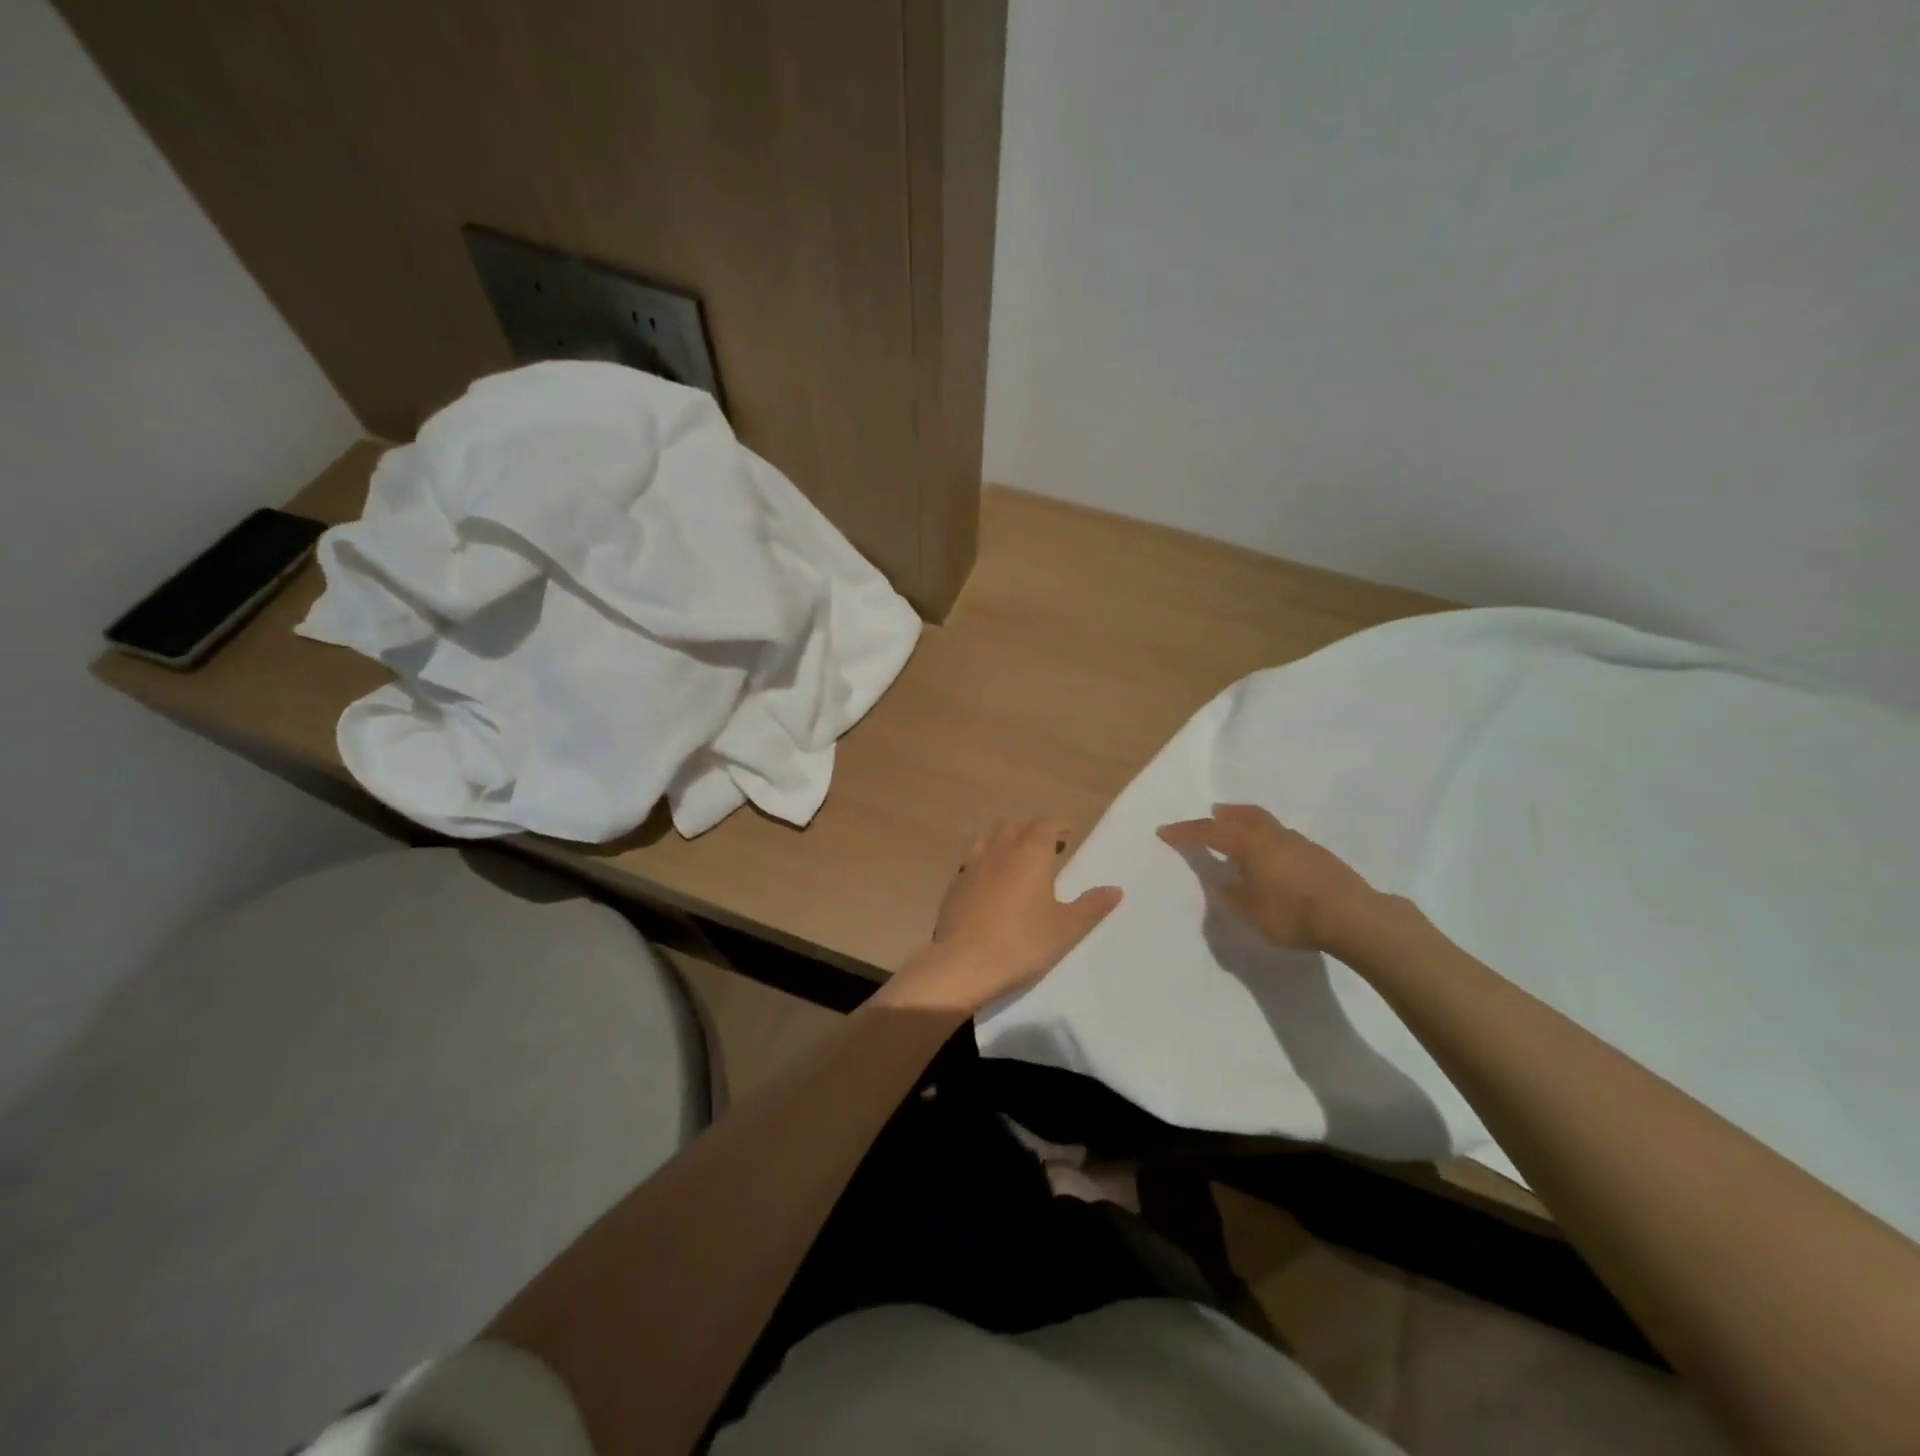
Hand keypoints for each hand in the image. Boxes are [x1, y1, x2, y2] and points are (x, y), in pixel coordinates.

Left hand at [879, 818, 1122, 1014]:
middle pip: (1016, 827)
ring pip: (990, 840)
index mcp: (1030, 853)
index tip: (1068, 834)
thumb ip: (1092, 906)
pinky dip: (986, 864)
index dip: (1058, 826)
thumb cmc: (1022, 943)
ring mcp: (972, 866)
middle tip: (1048, 848)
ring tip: (1018, 862)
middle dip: (1033, 831)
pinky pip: (973, 862)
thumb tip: (1115, 889)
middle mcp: (999, 850)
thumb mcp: (1066, 929)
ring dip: (1006, 843)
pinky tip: (990, 885)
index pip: (1045, 824)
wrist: (963, 963)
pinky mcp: (954, 885)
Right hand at [1157, 803, 1377, 949]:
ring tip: (1242, 834)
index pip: (1209, 832)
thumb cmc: (1291, 912)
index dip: (1186, 832)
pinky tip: (1273, 859)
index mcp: (1249, 844)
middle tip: (1214, 813)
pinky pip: (1284, 839)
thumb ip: (1231, 895)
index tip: (1165, 831)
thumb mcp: (1250, 910)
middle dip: (1226, 814)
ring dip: (1250, 825)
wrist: (1353, 917)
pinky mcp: (1319, 857)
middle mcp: (1272, 836)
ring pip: (1267, 825)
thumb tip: (1222, 884)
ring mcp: (1299, 843)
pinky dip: (1269, 841)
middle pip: (1245, 816)